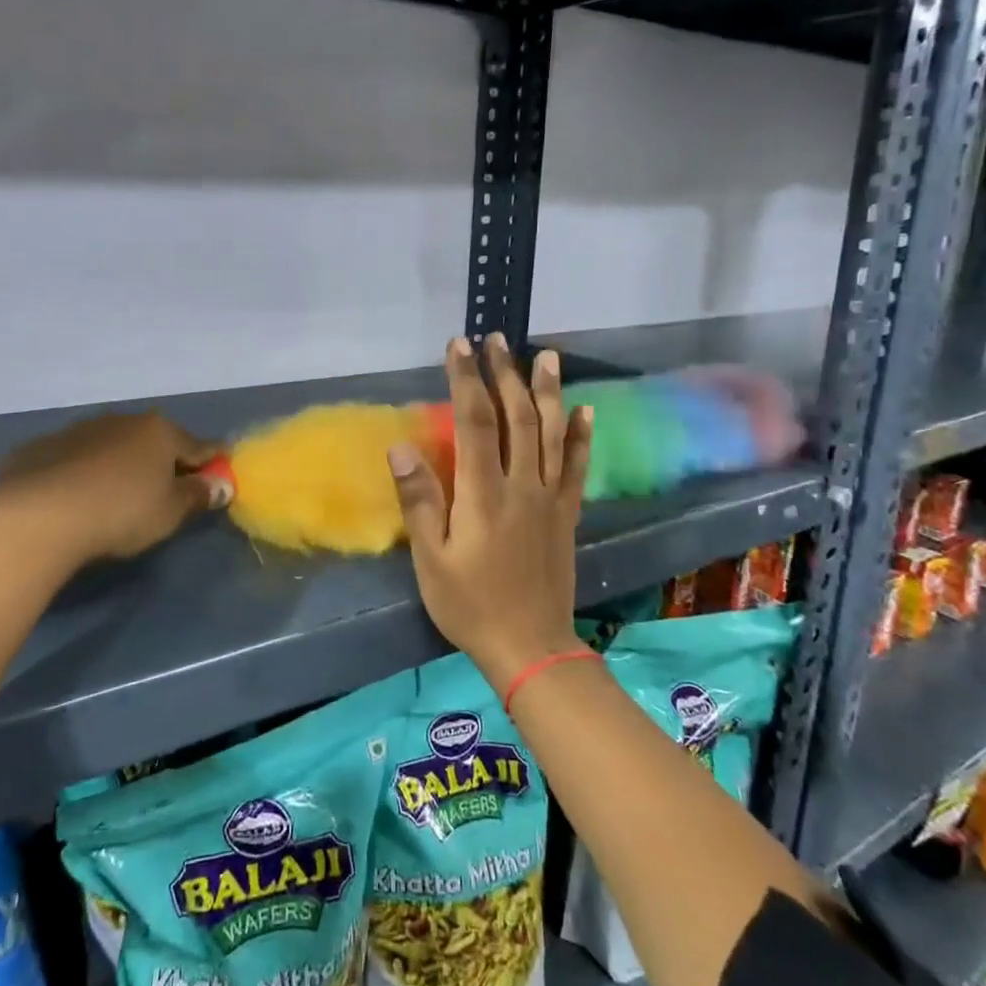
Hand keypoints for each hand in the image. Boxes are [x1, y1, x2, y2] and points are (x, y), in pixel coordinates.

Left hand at [0, 412, 229, 567]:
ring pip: (111, 446)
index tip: (217, 479)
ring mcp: (78, 431)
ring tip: (114, 497)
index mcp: (160, 432)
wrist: (38, 516)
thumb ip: (198, 496)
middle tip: (163, 493)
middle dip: (163, 462)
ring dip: (119, 464)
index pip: (199, 446)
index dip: (212, 464)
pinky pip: (72, 459)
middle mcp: (122, 421)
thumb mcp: (170, 512)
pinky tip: (72, 500)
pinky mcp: (40, 448)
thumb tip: (221, 484)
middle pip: (154, 441)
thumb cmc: (121, 512)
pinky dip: (80, 473)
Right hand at [389, 334, 591, 691]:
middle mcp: (521, 484)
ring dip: (548, 391)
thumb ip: (420, 501)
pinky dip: (580, 436)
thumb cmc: (471, 605)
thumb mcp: (431, 560)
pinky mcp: (566, 513)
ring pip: (551, 432)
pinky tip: (584, 410)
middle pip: (517, 416)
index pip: (476, 421)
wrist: (531, 647)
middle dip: (505, 373)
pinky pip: (576, 466)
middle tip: (496, 339)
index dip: (466, 379)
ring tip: (546, 356)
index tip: (459, 346)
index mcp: (484, 493)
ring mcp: (550, 497)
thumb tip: (400, 448)